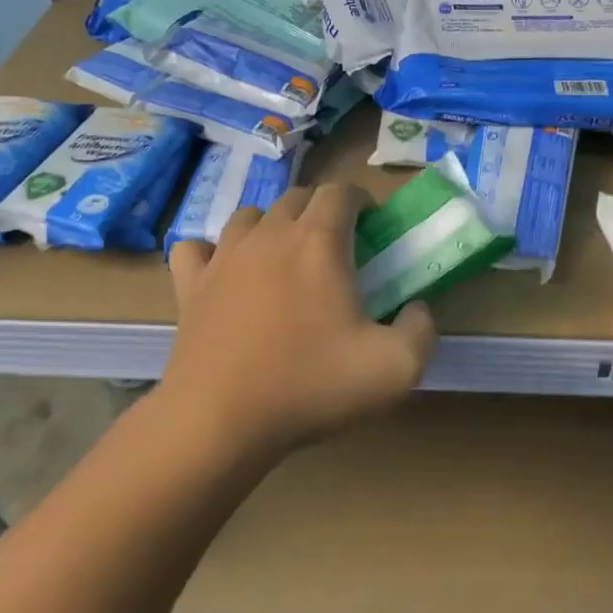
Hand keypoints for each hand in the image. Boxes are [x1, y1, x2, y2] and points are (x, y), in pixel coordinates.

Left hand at [161, 184, 436, 458]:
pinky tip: (226, 273)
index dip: (362, 201)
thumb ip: (421, 330)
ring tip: (286, 259)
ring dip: (274, 226)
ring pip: (250, 216)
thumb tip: (417, 309)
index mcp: (319, 242)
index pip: (341, 192)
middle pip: (297, 198)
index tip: (373, 228)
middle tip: (338, 249)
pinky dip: (215, 251)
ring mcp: (223, 257)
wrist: (221, 421)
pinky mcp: (190, 285)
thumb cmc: (311, 386)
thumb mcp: (396, 368)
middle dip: (322, 212)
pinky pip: (198, 248)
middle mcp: (269, 235)